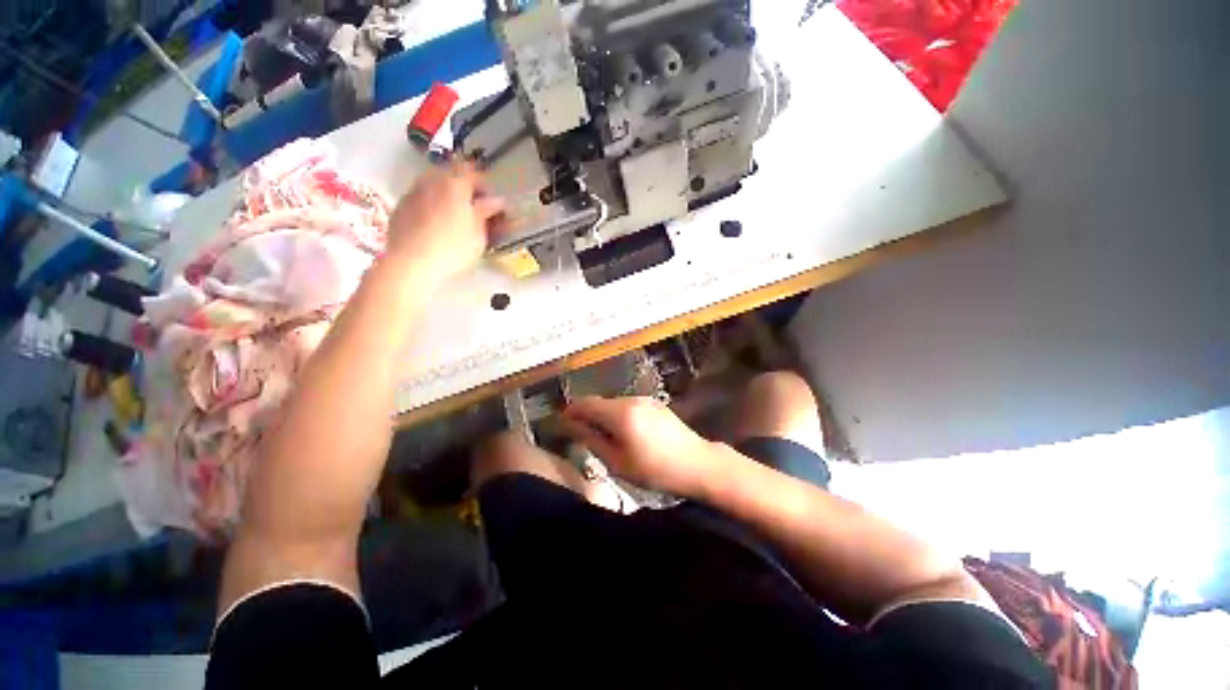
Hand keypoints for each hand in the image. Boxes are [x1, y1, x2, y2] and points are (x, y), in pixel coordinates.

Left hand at [386, 161, 504, 280]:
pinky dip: (431, 206)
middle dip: (463, 188)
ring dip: (446, 196)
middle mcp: (431, 180)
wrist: (410, 262)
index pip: (472, 171)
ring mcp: (413, 192)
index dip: (483, 184)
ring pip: (434, 185)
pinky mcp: (400, 207)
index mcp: (454, 183)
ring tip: (454, 218)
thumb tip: (497, 201)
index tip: (491, 202)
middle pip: (450, 175)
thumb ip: (487, 213)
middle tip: (474, 209)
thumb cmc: (452, 247)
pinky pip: (421, 198)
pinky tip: (436, 225)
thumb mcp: (479, 233)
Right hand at [561, 396, 719, 498]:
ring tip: (604, 438)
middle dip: (587, 415)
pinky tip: (625, 434)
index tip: (562, 424)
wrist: (697, 463)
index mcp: (620, 413)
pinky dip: (618, 416)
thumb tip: (572, 426)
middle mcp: (631, 399)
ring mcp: (645, 400)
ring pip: (614, 404)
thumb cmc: (655, 469)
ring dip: (603, 416)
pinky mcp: (655, 404)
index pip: (586, 403)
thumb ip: (592, 440)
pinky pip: (628, 406)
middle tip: (581, 436)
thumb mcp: (617, 462)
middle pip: (600, 402)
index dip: (570, 411)